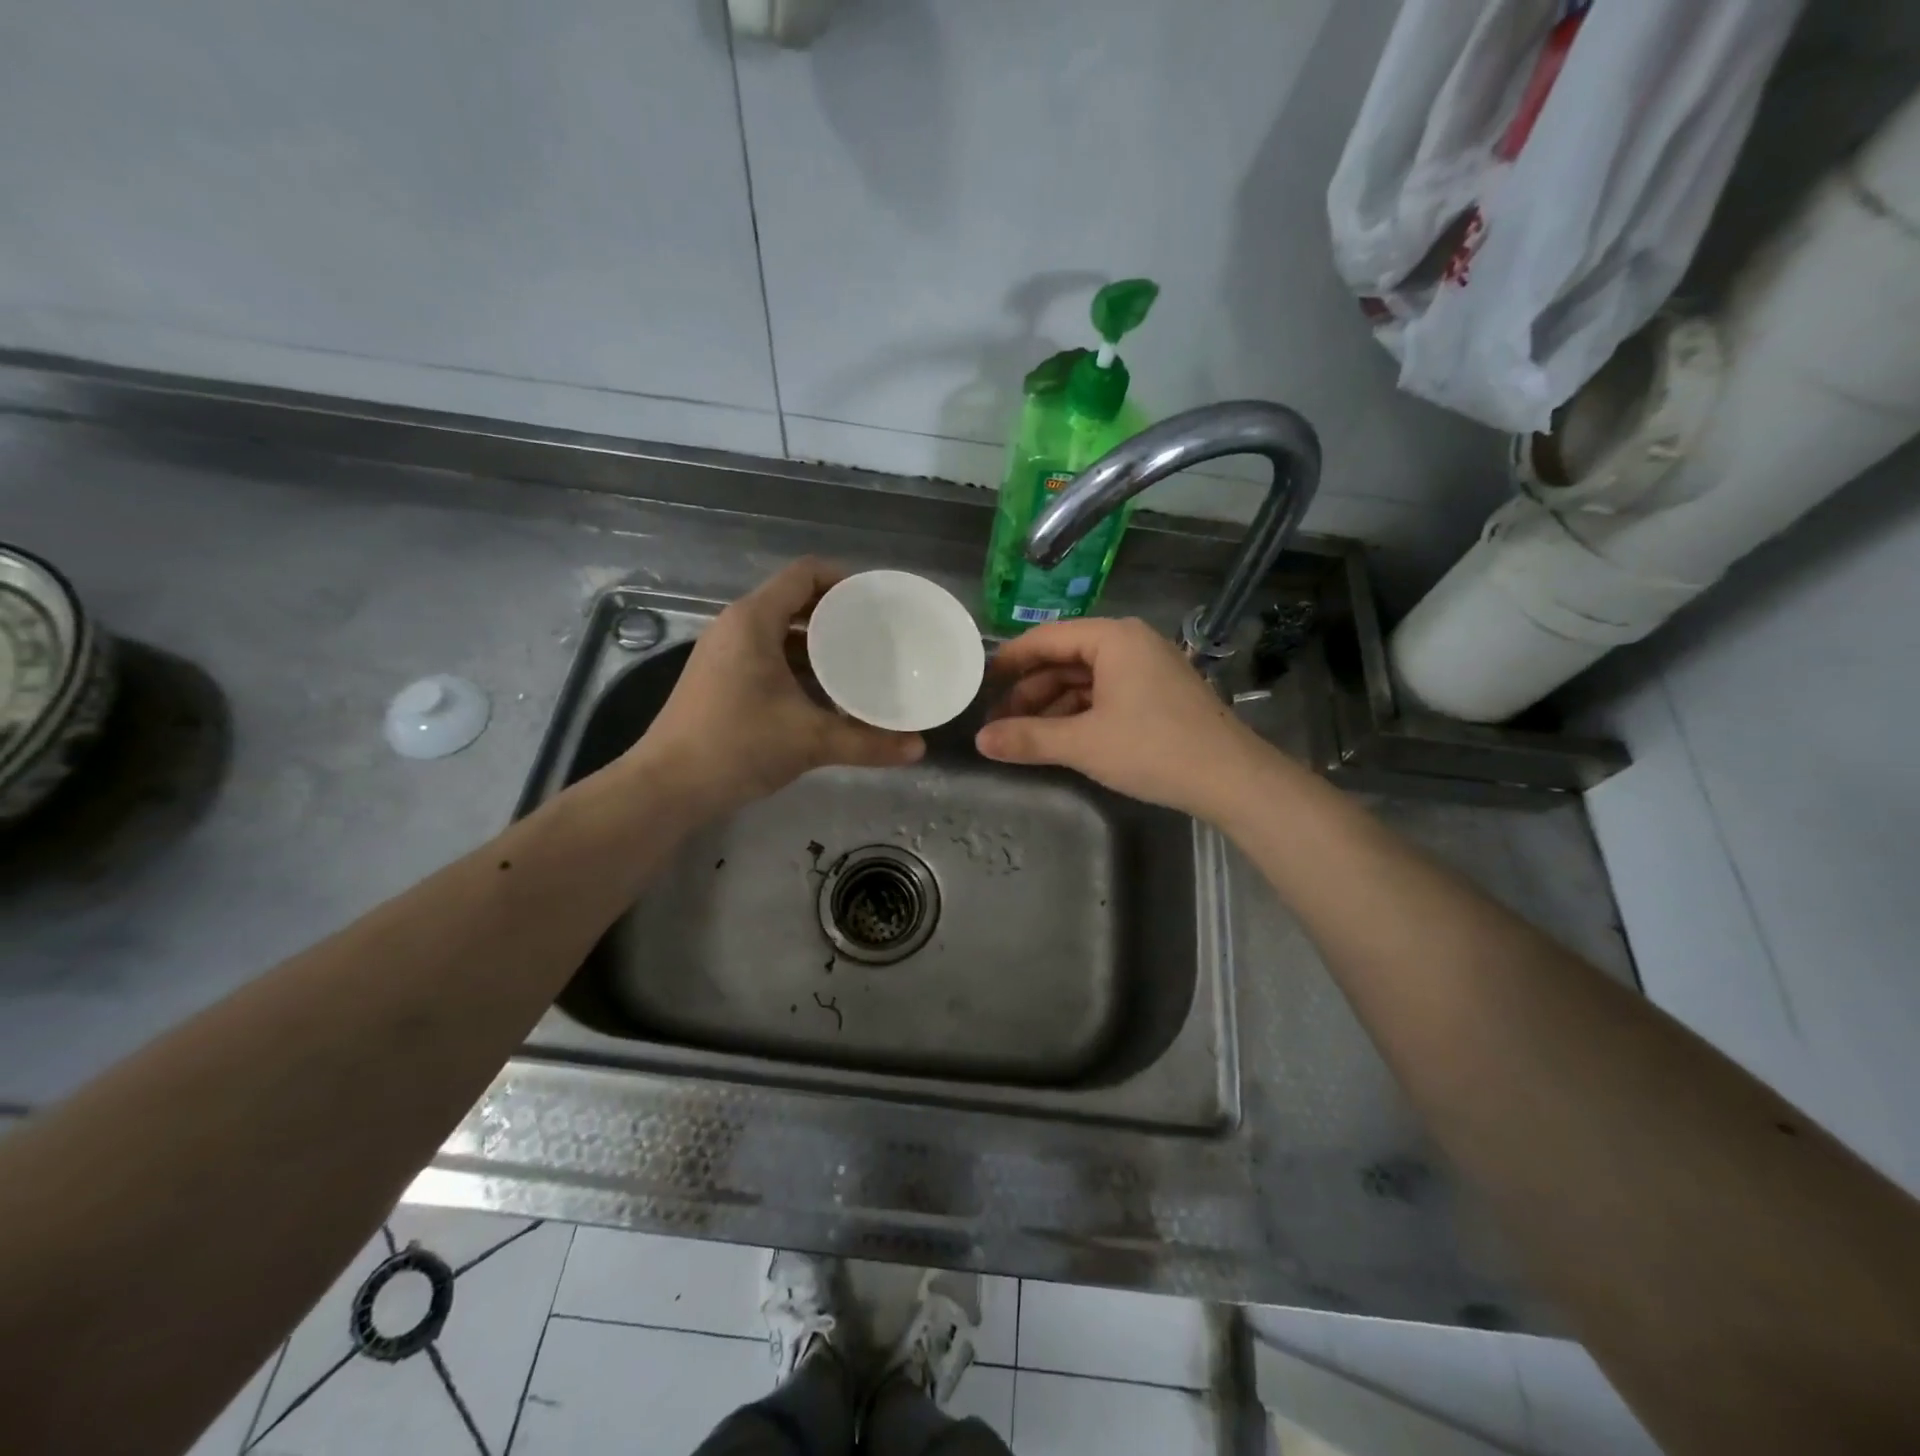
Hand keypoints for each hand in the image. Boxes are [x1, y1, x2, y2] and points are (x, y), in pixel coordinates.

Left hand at [633, 559, 924, 815]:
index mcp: (754, 621)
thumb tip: (919, 749)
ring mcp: (724, 653)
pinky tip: (826, 693)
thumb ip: (867, 743)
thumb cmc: (737, 746)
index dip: (845, 579)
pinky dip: (799, 664)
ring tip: (858, 662)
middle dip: (837, 614)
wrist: (667, 786)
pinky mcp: (720, 678)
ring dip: (818, 643)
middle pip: (795, 600)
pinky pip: (768, 655)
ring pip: (781, 632)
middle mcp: (736, 627)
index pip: (805, 573)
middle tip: (877, 634)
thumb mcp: (810, 741)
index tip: (878, 604)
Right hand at [975, 617, 1271, 818]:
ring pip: (1085, 680)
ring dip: (1052, 706)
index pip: (1045, 639)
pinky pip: (1106, 694)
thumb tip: (980, 741)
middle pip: (1065, 659)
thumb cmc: (1153, 748)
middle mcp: (1130, 643)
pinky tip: (1059, 738)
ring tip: (1022, 736)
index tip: (979, 684)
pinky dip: (1079, 713)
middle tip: (997, 722)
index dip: (1009, 662)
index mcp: (1112, 638)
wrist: (1231, 778)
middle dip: (1029, 691)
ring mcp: (1148, 668)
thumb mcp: (1083, 743)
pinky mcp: (1158, 694)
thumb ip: (1028, 738)